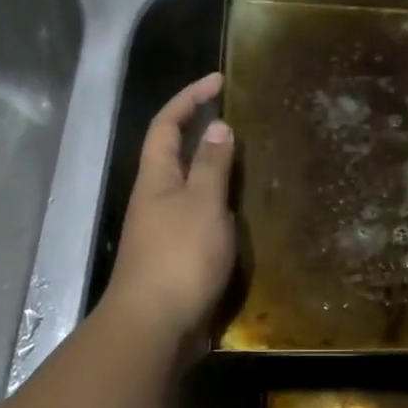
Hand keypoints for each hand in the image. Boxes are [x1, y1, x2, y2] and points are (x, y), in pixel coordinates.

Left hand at [103, 72, 236, 344]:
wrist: (155, 326)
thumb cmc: (179, 257)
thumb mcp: (202, 203)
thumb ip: (211, 165)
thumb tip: (217, 127)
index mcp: (156, 178)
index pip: (167, 124)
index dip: (189, 98)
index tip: (220, 80)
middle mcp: (155, 198)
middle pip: (175, 153)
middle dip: (202, 132)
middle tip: (241, 121)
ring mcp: (164, 229)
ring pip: (190, 187)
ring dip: (215, 171)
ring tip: (251, 164)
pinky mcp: (178, 256)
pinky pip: (201, 218)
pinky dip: (221, 207)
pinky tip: (244, 214)